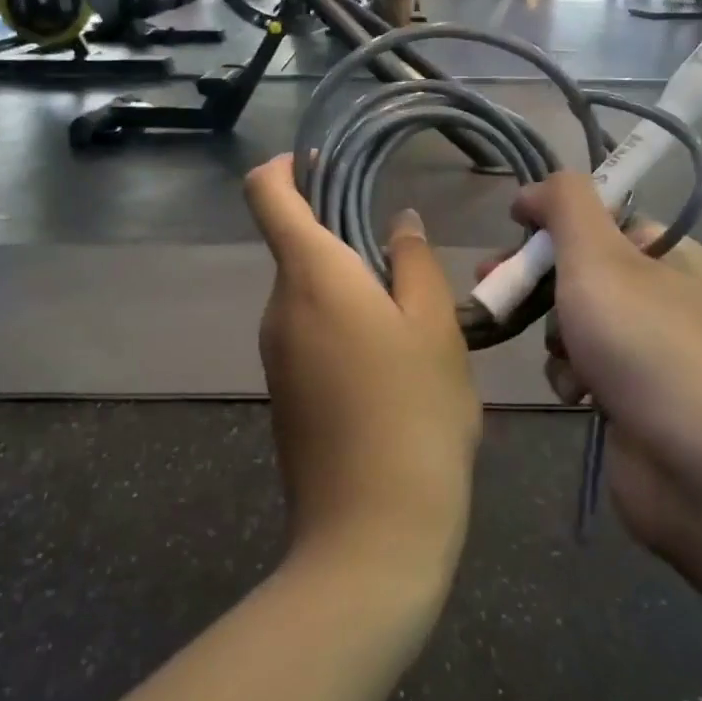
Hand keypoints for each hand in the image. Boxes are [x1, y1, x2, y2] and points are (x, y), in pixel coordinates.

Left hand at [244, 157, 477, 586]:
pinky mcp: (283, 392)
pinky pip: (309, 332)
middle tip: (408, 265)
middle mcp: (278, 307)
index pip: (267, 194)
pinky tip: (392, 368)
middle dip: (345, 237)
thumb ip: (414, 263)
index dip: (288, 167)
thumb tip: (399, 223)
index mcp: (310, 276)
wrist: (371, 536)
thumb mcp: (434, 329)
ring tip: (413, 324)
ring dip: (353, 288)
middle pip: (297, 244)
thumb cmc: (414, 415)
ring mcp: (275, 353)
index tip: (328, 164)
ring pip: (309, 292)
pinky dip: (344, 326)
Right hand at [505, 175, 701, 565]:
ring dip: (554, 337)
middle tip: (495, 289)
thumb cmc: (646, 346)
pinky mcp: (632, 399)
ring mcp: (647, 351)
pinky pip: (582, 370)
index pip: (599, 217)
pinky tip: (580, 396)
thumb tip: (534, 190)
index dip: (552, 220)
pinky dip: (572, 377)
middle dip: (536, 282)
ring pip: (572, 323)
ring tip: (564, 357)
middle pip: (578, 271)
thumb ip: (565, 204)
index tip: (513, 230)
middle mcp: (659, 296)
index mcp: (665, 253)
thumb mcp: (598, 256)